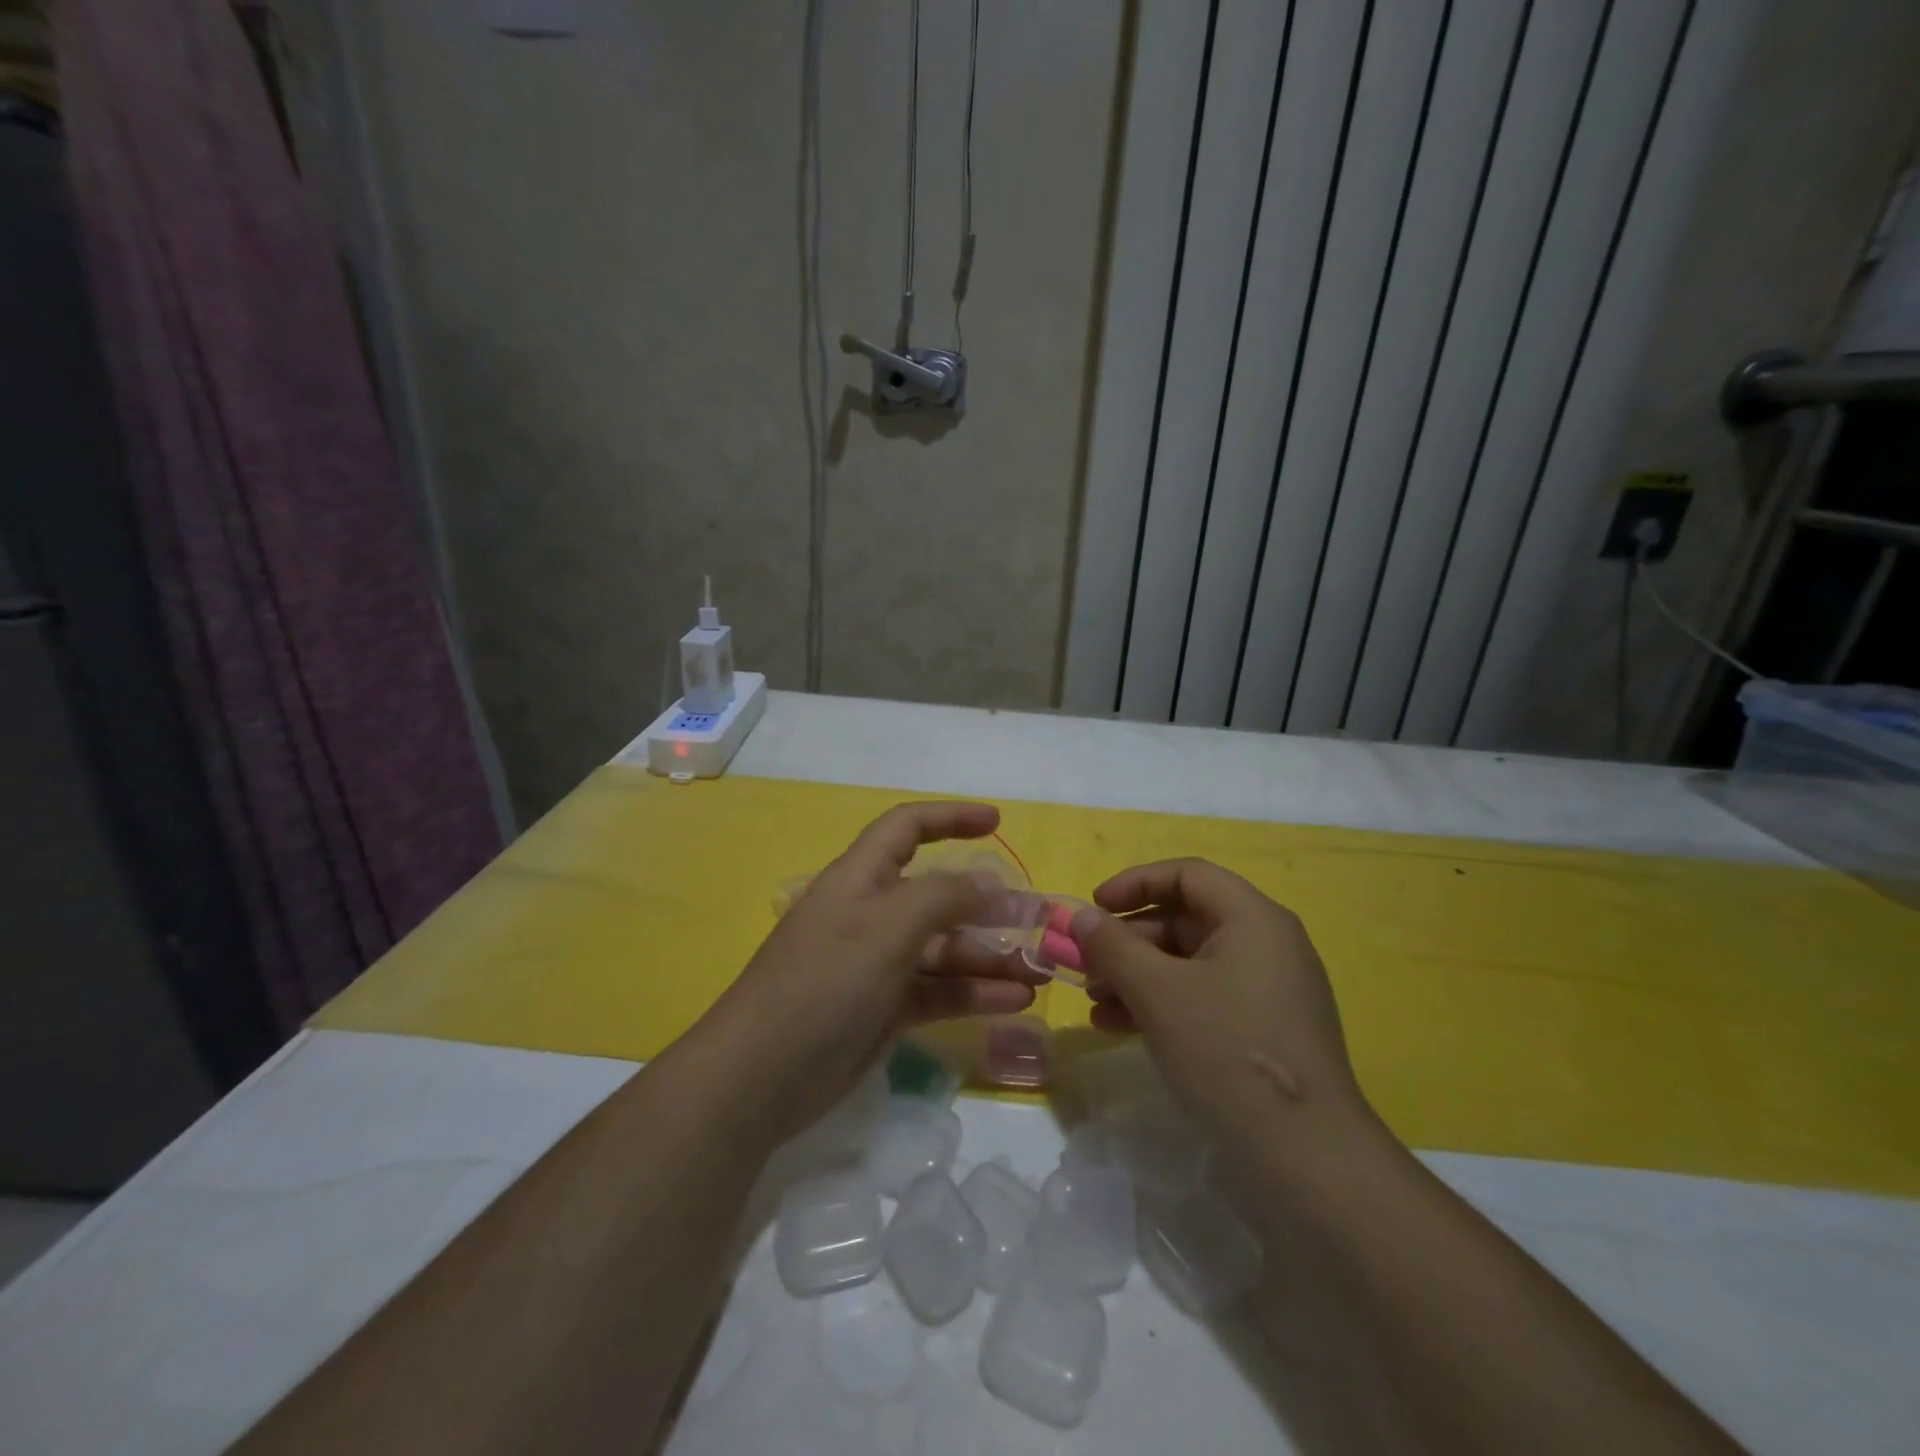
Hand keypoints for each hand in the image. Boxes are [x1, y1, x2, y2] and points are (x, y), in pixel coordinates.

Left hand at [696, 802, 1040, 1139]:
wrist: (760, 1076)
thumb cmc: (825, 980)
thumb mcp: (888, 926)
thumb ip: (945, 897)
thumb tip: (991, 885)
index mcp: (861, 877)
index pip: (907, 827)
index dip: (950, 818)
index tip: (997, 823)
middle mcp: (870, 914)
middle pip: (937, 896)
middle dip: (988, 905)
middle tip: (1039, 921)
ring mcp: (877, 964)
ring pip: (944, 949)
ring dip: (990, 957)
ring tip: (1041, 973)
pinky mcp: (883, 1010)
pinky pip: (938, 991)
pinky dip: (974, 993)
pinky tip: (1015, 1002)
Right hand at [1070, 859, 1369, 1151]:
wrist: (1307, 1161)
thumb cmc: (1227, 1053)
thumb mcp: (1158, 993)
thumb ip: (1113, 947)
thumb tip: (1082, 917)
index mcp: (1253, 919)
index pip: (1187, 875)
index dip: (1135, 883)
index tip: (1093, 908)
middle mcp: (1266, 945)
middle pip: (1185, 919)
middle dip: (1128, 940)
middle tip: (1084, 964)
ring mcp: (1268, 991)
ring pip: (1189, 963)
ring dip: (1137, 975)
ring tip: (1094, 1002)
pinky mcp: (1263, 1032)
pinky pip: (1202, 998)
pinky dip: (1160, 1004)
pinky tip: (1119, 1028)